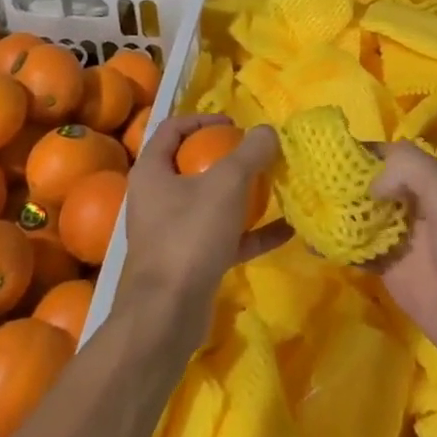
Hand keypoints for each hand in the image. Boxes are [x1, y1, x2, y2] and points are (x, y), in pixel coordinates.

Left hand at [120, 115, 292, 340]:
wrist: (166, 316)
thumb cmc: (189, 236)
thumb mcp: (226, 185)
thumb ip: (249, 153)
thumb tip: (268, 131)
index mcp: (152, 171)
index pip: (172, 129)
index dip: (202, 119)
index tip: (233, 124)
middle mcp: (156, 198)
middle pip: (191, 165)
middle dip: (227, 158)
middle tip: (255, 155)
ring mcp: (171, 233)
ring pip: (209, 203)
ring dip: (242, 195)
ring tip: (274, 186)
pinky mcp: (189, 263)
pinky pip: (223, 238)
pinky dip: (250, 233)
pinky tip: (284, 231)